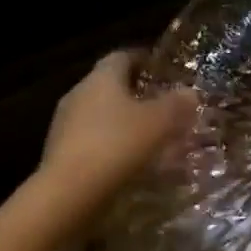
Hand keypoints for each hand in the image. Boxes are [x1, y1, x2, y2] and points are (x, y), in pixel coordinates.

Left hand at [37, 51, 197, 215]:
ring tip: (151, 138)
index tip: (163, 69)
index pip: (122, 56)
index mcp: (101, 78)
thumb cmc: (117, 145)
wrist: (68, 194)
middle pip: (110, 86)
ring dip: (124, 123)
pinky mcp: (60, 153)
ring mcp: (65, 124)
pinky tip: (130, 163)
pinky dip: (112, 146)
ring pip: (101, 115)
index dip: (144, 59)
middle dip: (137, 94)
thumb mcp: (159, 123)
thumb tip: (190, 92)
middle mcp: (79, 94)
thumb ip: (177, 105)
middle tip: (163, 106)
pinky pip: (93, 141)